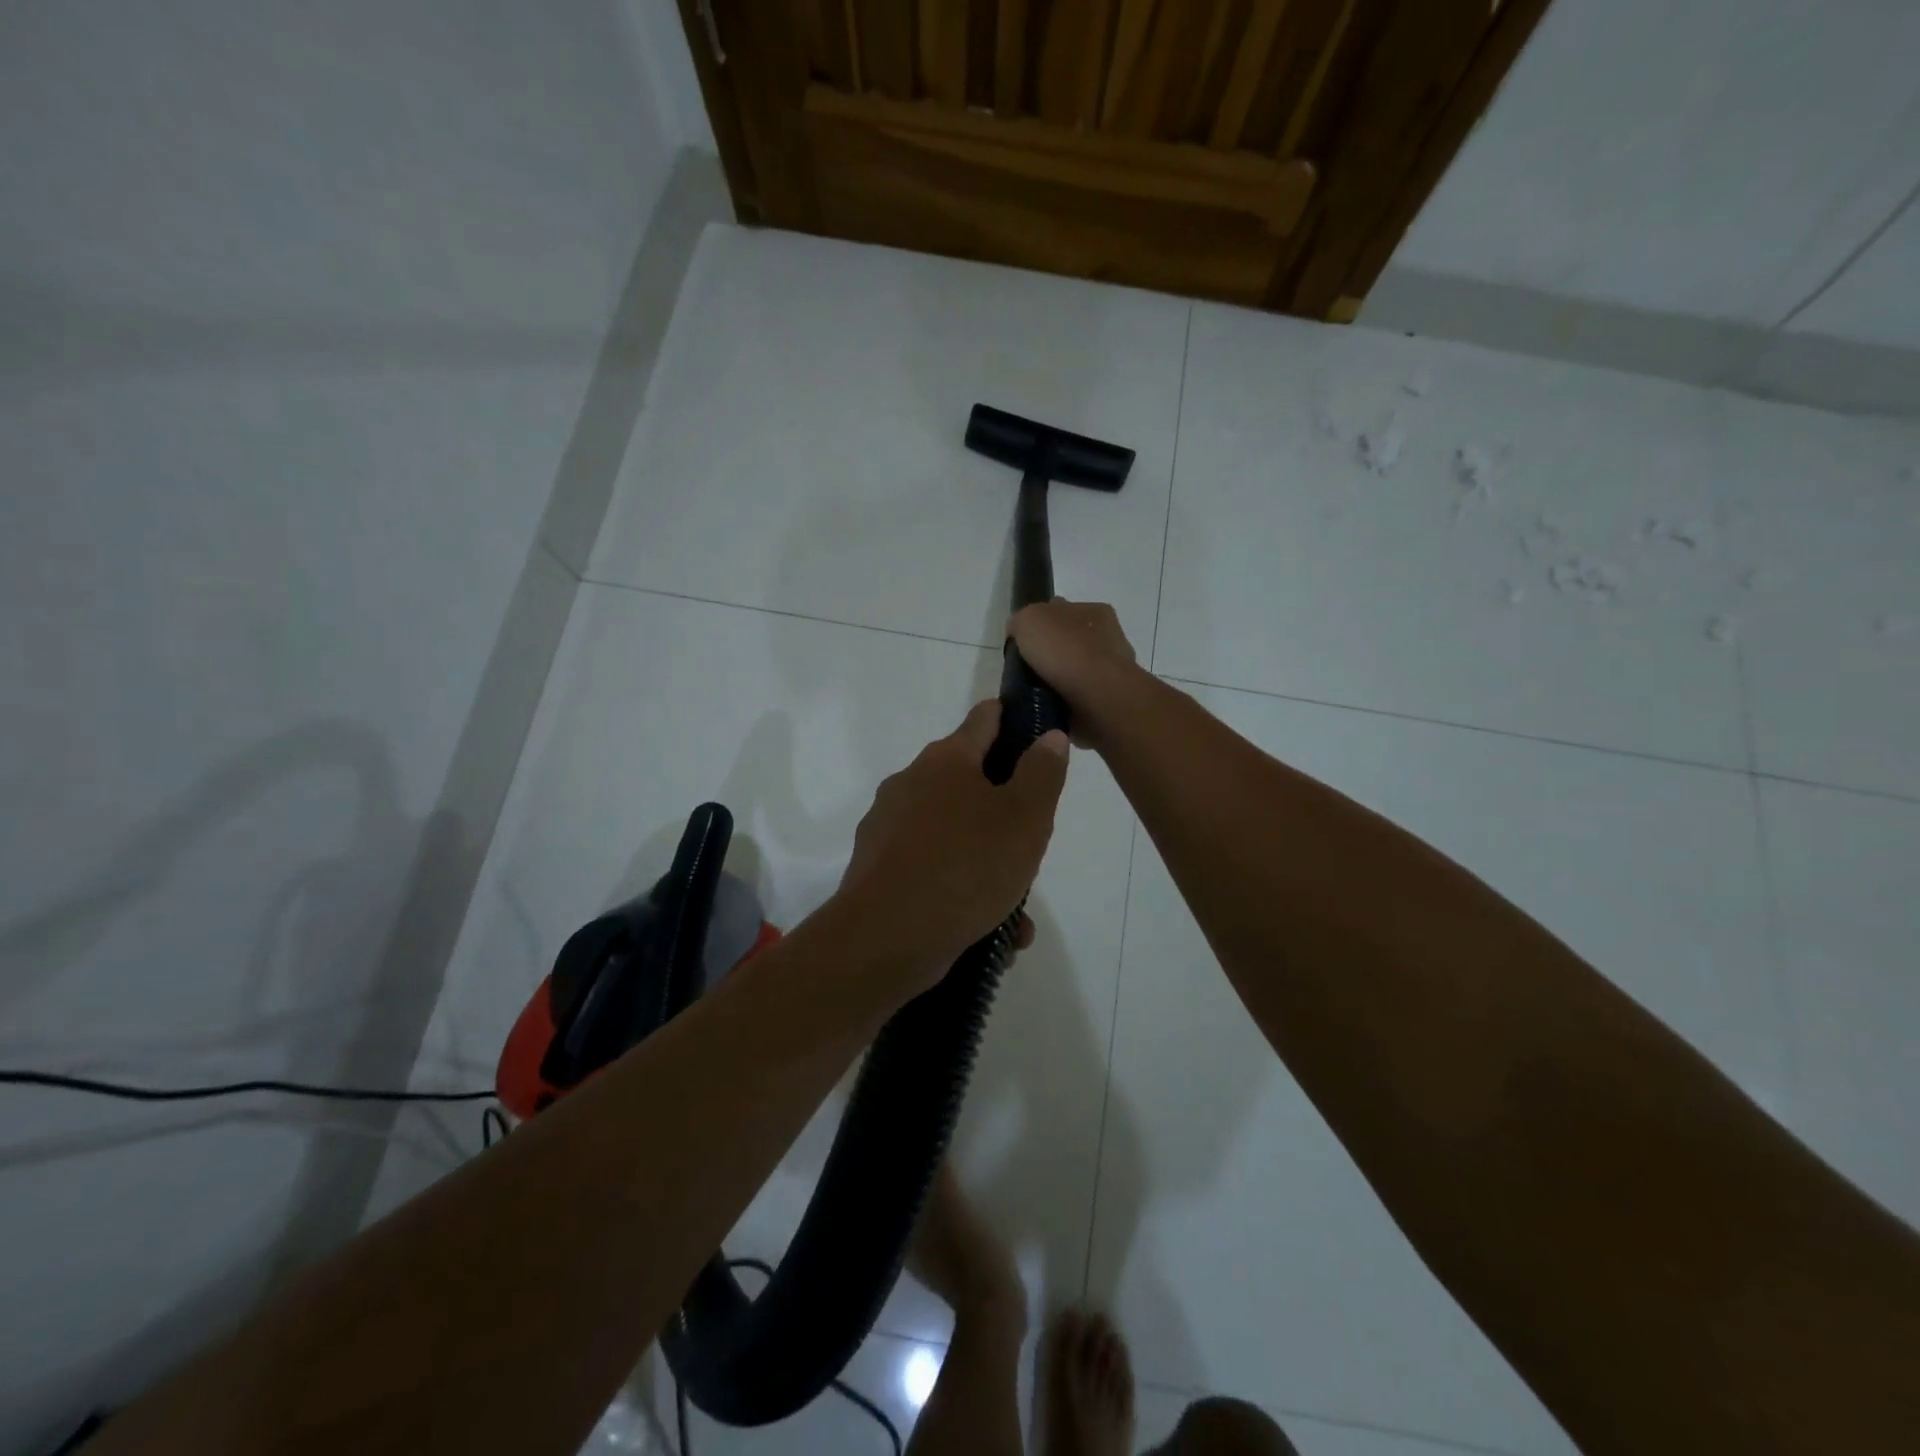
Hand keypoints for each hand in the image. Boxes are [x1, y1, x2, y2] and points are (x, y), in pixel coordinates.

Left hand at [837, 700, 1067, 985]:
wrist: (886, 938)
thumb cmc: (966, 867)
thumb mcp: (1025, 818)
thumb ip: (1042, 773)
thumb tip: (1048, 736)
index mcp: (945, 760)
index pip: (984, 719)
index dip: (1013, 721)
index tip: (1036, 737)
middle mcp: (910, 783)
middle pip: (968, 782)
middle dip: (1003, 811)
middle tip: (1030, 845)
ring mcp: (888, 826)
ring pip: (953, 834)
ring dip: (986, 863)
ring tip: (1016, 910)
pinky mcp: (877, 867)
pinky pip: (931, 868)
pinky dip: (959, 890)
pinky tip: (988, 931)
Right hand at [1007, 599, 1140, 749]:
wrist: (1098, 696)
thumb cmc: (1065, 650)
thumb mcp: (1029, 619)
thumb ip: (1021, 621)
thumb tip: (1019, 632)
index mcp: (1094, 610)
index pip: (1062, 611)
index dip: (1040, 625)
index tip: (1023, 644)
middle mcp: (1109, 636)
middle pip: (1070, 641)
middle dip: (1051, 654)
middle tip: (1027, 670)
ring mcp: (1114, 670)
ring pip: (1077, 671)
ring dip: (1060, 680)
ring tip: (1037, 693)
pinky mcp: (1112, 699)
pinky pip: (1082, 697)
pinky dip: (1068, 702)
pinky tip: (1053, 707)